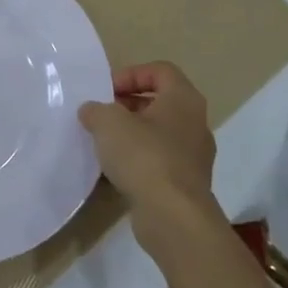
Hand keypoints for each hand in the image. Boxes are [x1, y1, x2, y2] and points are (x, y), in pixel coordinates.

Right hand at [79, 62, 217, 250]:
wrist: (173, 216)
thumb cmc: (144, 156)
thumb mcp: (108, 122)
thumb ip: (96, 110)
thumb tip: (92, 111)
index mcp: (183, 99)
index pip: (160, 71)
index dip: (132, 74)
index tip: (107, 91)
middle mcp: (195, 123)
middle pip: (160, 102)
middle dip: (128, 105)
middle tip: (102, 115)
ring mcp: (194, 156)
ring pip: (160, 133)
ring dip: (132, 133)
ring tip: (104, 143)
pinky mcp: (187, 183)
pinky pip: (160, 160)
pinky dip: (139, 160)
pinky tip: (116, 170)